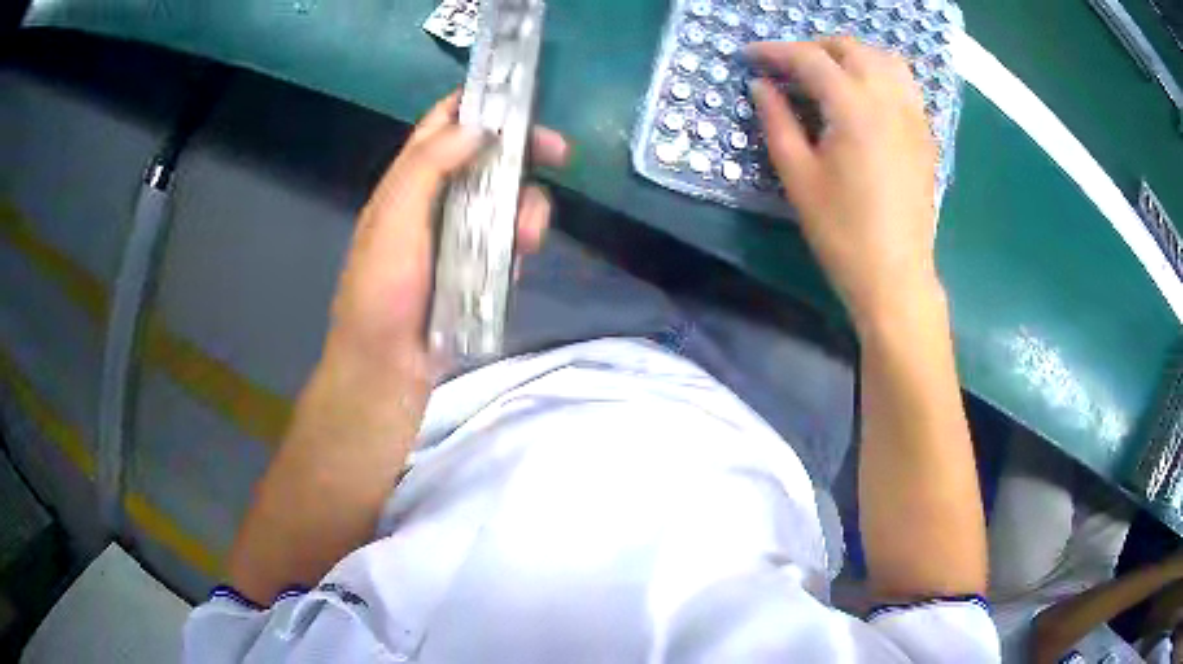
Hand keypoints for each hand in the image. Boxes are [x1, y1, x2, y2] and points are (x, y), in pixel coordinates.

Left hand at [320, 91, 568, 421]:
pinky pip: (509, 237)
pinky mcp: (478, 264)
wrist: (388, 367)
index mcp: (409, 181)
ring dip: (526, 205)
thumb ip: (427, 168)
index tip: (518, 96)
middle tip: (558, 152)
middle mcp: (435, 198)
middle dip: (522, 151)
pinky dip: (521, 239)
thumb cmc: (382, 292)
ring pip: (505, 197)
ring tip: (529, 235)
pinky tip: (521, 255)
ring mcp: (459, 232)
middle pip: (485, 156)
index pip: (443, 124)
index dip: (477, 103)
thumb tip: (476, 125)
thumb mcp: (394, 222)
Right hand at [748, 37, 942, 329]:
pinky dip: (877, 73)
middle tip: (787, 68)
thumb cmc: (841, 232)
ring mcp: (913, 115)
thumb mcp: (798, 176)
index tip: (749, 56)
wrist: (896, 276)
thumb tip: (760, 86)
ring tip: (827, 74)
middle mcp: (888, 99)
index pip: (809, 58)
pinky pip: (903, 83)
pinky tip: (863, 96)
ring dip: (850, 55)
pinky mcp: (924, 134)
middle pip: (849, 48)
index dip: (774, 51)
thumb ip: (777, 121)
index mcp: (853, 107)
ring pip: (883, 58)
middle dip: (813, 48)